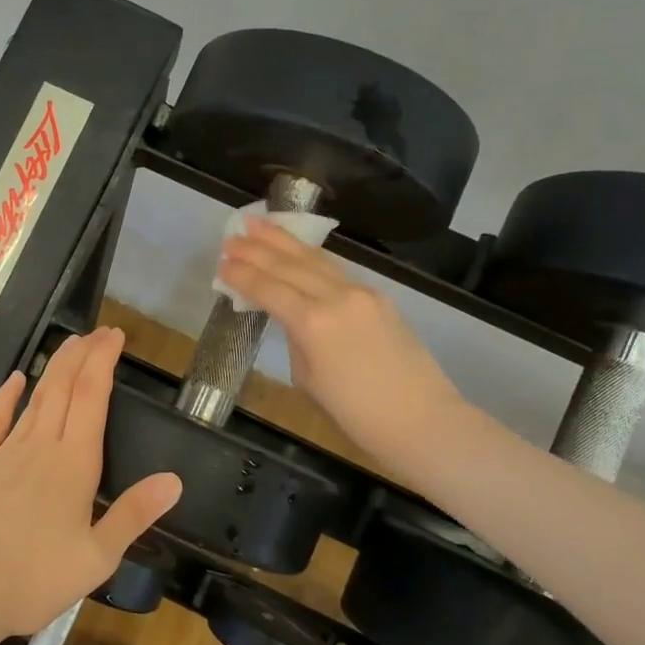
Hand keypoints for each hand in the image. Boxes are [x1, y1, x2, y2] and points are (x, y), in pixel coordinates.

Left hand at [0, 327, 181, 644]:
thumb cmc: (33, 579)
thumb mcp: (97, 557)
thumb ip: (134, 514)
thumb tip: (174, 479)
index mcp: (74, 464)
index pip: (92, 398)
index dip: (103, 362)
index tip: (114, 336)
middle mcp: (40, 446)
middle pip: (64, 388)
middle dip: (82, 355)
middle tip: (98, 332)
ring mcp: (3, 452)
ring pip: (35, 398)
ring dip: (54, 368)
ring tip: (70, 345)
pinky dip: (6, 396)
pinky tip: (15, 379)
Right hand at [218, 217, 462, 468]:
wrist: (424, 421)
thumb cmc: (357, 416)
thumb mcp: (308, 379)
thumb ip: (297, 339)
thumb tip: (293, 319)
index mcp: (312, 322)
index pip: (268, 289)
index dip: (242, 275)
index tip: (221, 264)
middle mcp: (336, 297)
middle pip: (289, 265)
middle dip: (257, 249)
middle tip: (231, 236)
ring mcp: (361, 293)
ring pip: (315, 259)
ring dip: (283, 241)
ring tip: (259, 224)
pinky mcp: (379, 298)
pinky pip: (336, 270)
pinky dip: (310, 257)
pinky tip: (297, 251)